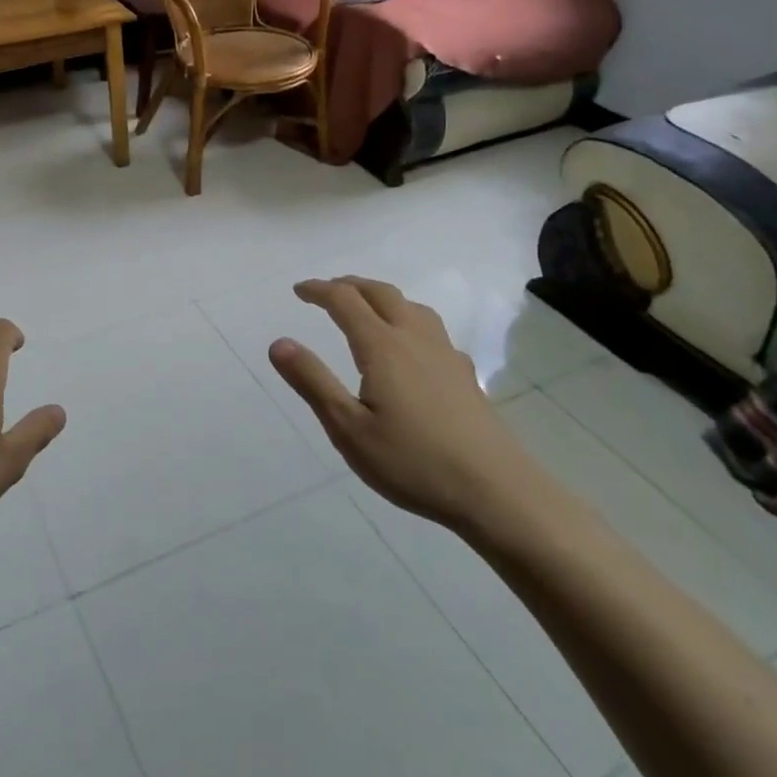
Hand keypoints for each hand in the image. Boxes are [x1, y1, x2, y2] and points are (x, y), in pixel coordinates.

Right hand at [268, 277, 531, 527]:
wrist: (497, 492)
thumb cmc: (413, 462)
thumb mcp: (349, 428)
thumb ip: (313, 382)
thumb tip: (279, 343)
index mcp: (382, 346)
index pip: (345, 300)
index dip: (319, 290)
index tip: (298, 290)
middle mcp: (414, 338)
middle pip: (380, 293)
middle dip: (349, 285)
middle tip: (326, 291)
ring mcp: (444, 354)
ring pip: (410, 305)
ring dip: (381, 296)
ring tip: (365, 307)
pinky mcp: (465, 374)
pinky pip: (430, 328)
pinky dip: (407, 319)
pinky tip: (410, 346)